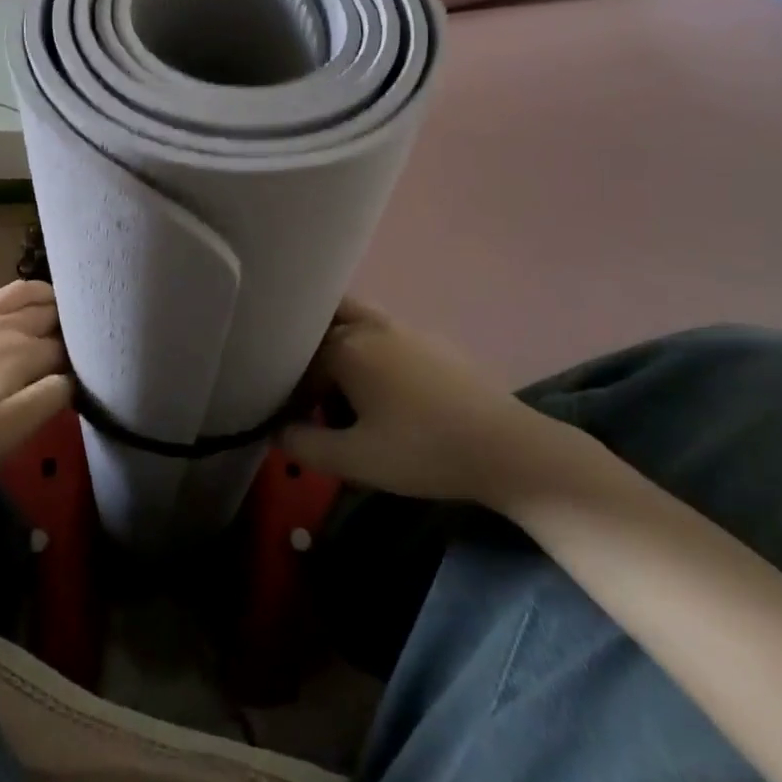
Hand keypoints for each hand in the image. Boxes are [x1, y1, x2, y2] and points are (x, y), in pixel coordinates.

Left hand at [0, 281, 72, 493]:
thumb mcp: (8, 431)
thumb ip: (48, 398)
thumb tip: (72, 377)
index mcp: (20, 350)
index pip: (63, 345)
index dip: (79, 356)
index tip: (88, 368)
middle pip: (44, 311)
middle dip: (66, 319)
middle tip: (78, 335)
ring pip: (15, 294)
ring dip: (40, 296)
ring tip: (53, 304)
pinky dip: (0, 304)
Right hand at [278, 298, 578, 509]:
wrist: (505, 448)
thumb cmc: (423, 452)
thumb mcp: (355, 460)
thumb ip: (305, 445)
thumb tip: (276, 431)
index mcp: (347, 347)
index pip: (298, 359)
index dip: (290, 391)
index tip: (292, 421)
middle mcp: (371, 326)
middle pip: (324, 323)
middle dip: (309, 352)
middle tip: (312, 392)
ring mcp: (405, 328)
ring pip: (355, 321)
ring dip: (340, 346)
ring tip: (345, 391)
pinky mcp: (432, 341)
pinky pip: (384, 334)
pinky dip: (370, 351)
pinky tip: (387, 394)